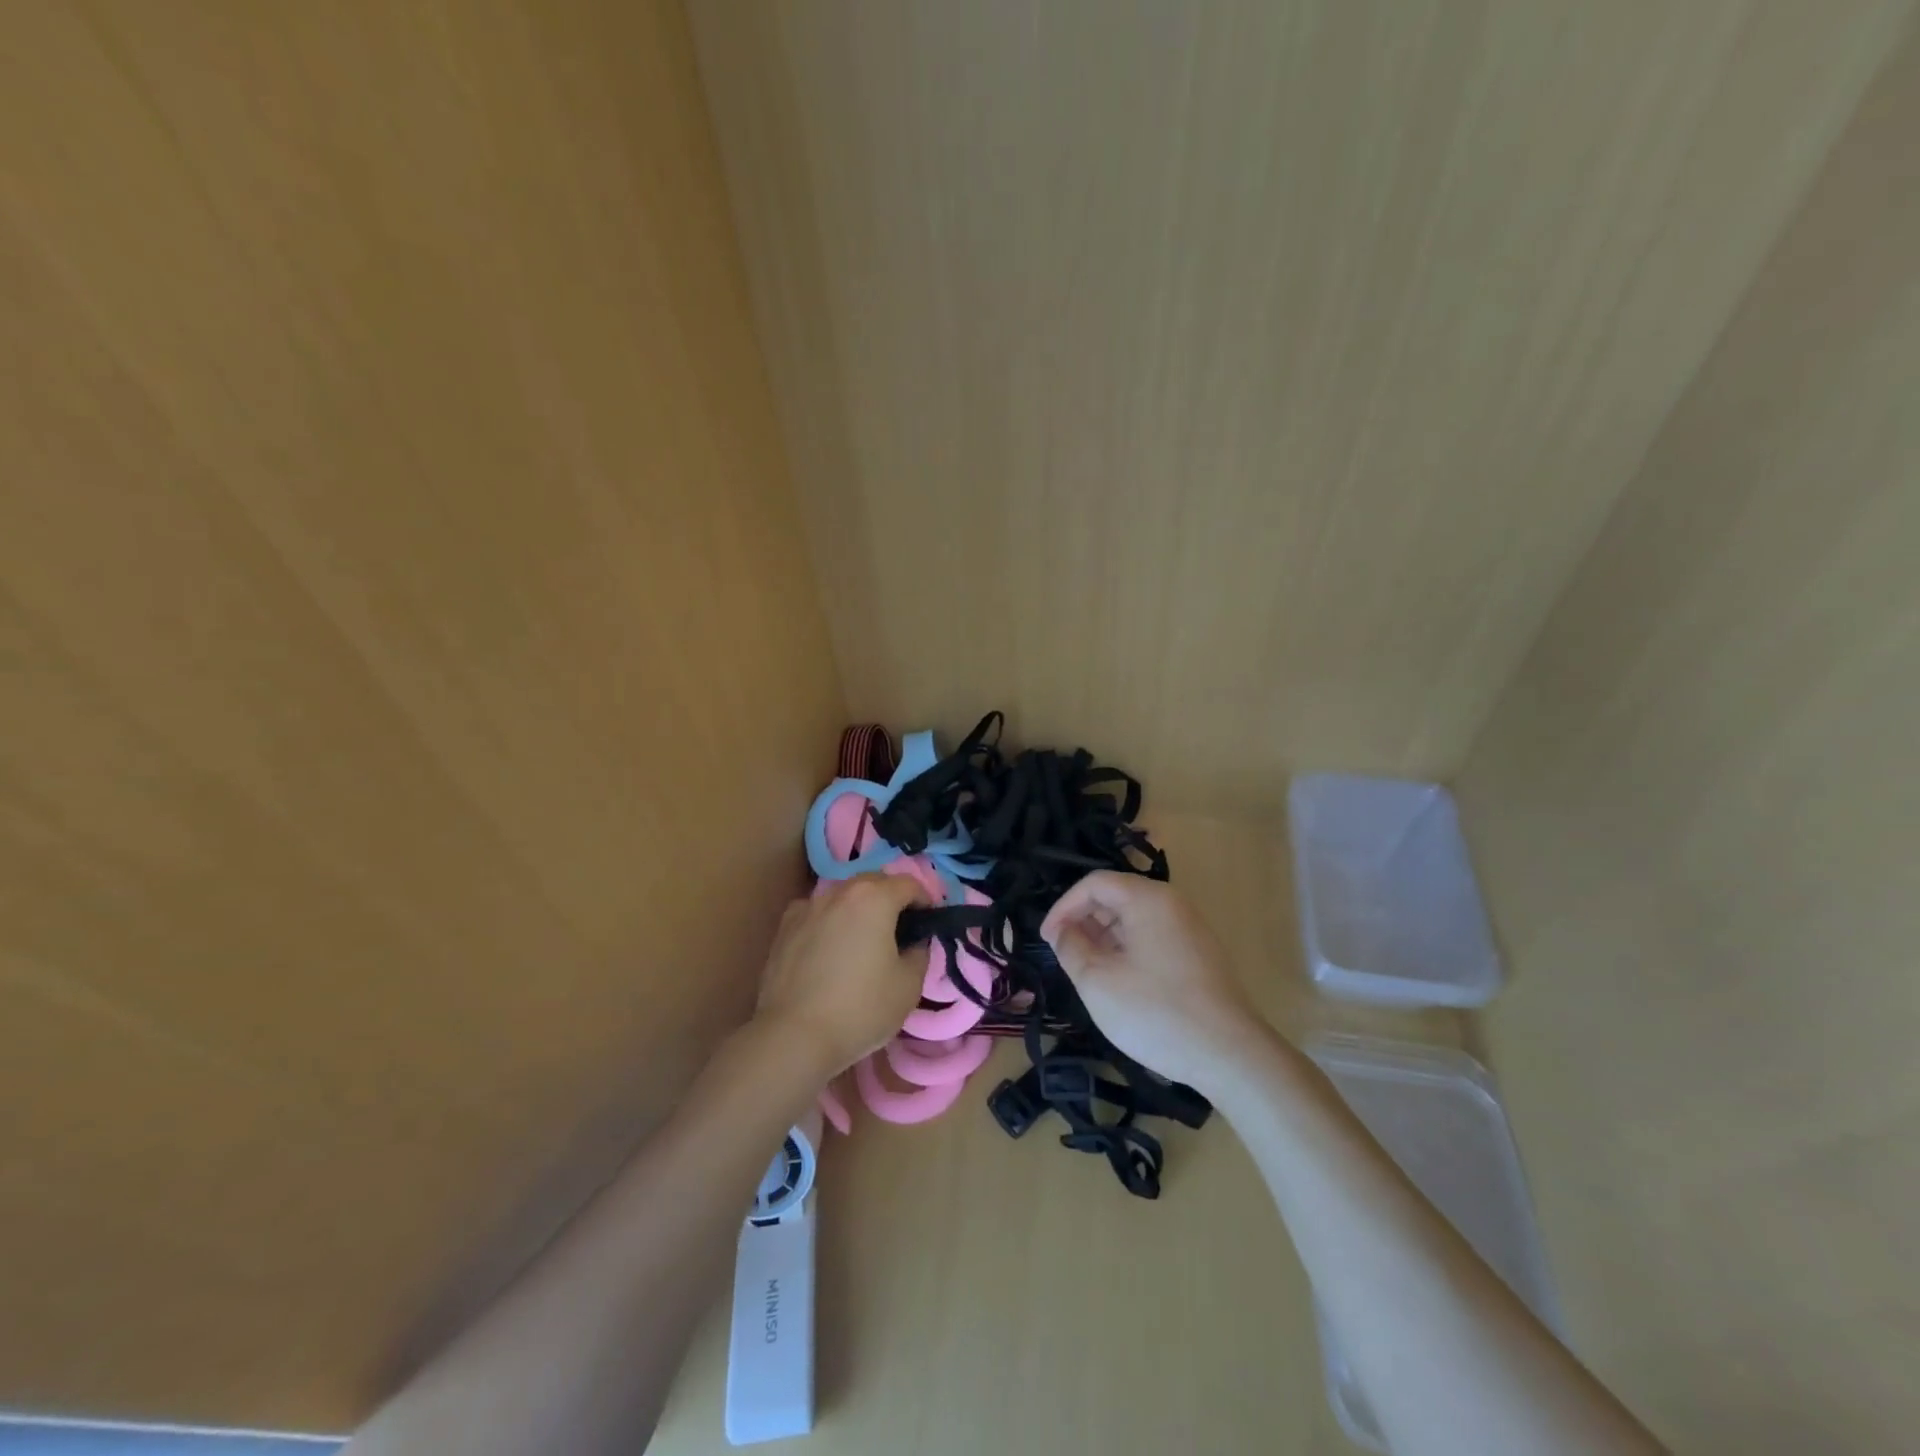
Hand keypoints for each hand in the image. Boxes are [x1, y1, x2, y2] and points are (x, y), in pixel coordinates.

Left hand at [754, 873, 931, 1077]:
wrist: (793, 1036)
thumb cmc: (860, 1008)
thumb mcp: (909, 985)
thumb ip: (920, 953)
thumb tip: (914, 941)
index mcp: (874, 898)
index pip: (910, 884)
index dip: (926, 901)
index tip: (929, 924)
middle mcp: (839, 891)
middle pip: (874, 882)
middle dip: (892, 899)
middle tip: (900, 931)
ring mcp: (807, 906)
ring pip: (843, 896)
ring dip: (859, 909)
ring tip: (863, 940)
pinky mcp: (784, 927)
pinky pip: (817, 913)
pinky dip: (830, 921)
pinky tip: (829, 949)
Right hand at [1039, 871, 1261, 1091]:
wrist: (1229, 1055)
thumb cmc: (1156, 1012)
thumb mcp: (1098, 982)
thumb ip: (1071, 948)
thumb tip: (1063, 933)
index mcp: (1147, 899)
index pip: (1094, 883)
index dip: (1064, 907)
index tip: (1048, 940)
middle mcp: (1172, 904)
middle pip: (1116, 896)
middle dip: (1083, 921)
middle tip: (1064, 956)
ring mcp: (1189, 928)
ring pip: (1134, 919)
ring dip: (1104, 938)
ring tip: (1087, 972)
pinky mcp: (1198, 954)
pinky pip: (1152, 937)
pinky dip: (1127, 950)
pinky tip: (1119, 982)